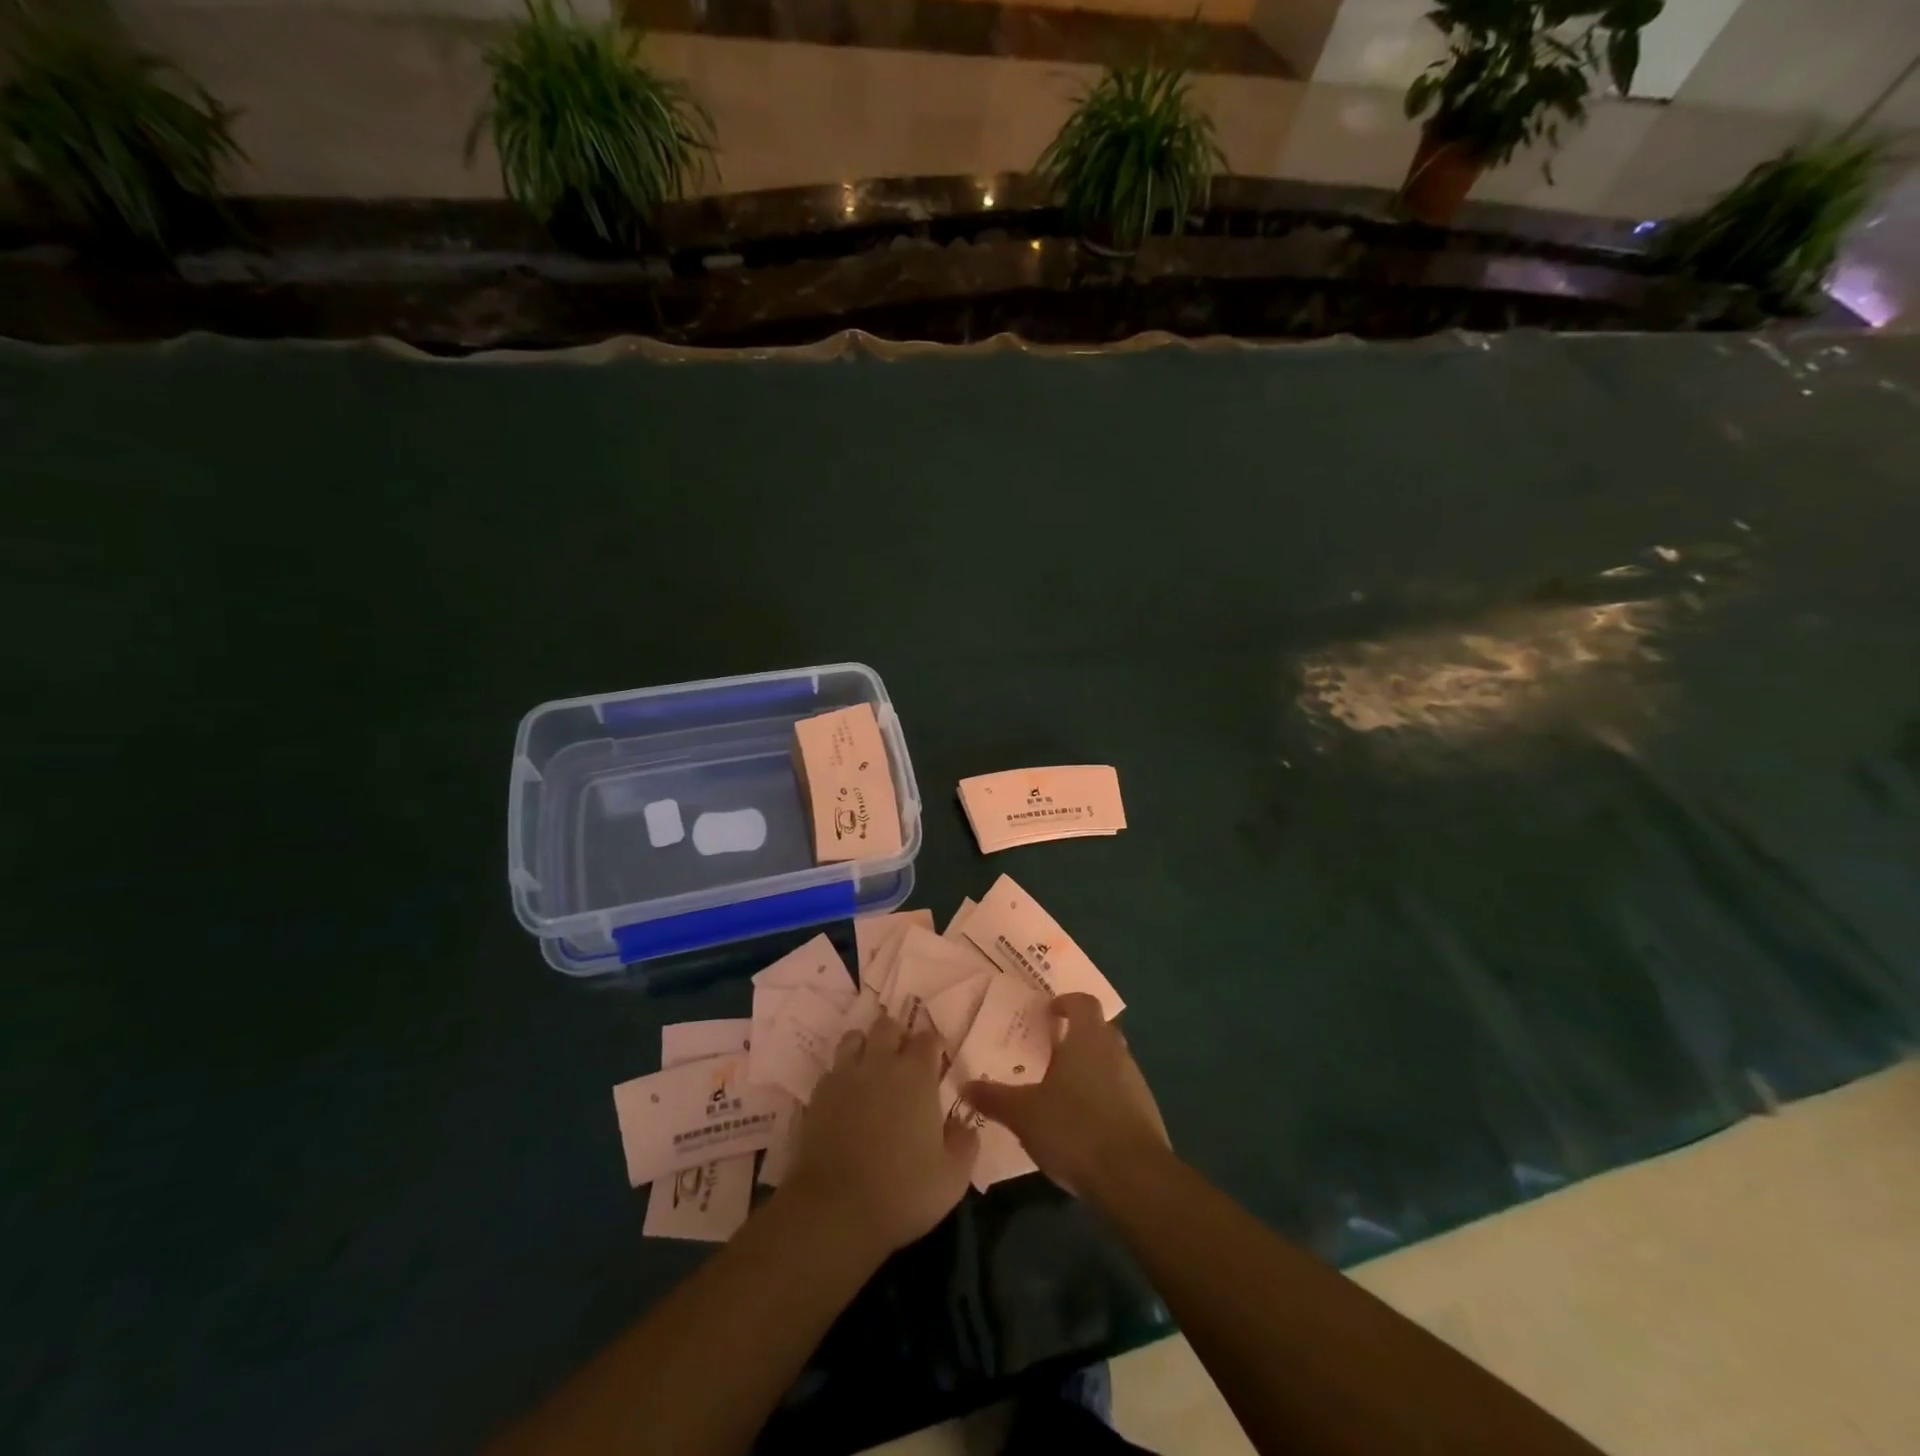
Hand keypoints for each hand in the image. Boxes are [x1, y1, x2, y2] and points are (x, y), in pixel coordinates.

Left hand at [783, 1013, 977, 1256]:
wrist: (835, 1211)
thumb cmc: (902, 1192)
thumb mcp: (952, 1177)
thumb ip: (965, 1143)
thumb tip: (964, 1124)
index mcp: (916, 1075)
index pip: (928, 1038)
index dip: (934, 1045)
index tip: (937, 1061)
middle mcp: (880, 1063)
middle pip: (888, 1026)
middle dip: (898, 1036)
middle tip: (904, 1061)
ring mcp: (845, 1076)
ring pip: (854, 1038)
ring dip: (866, 1046)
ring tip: (872, 1069)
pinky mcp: (817, 1095)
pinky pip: (832, 1069)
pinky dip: (842, 1074)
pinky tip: (847, 1096)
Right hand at [965, 993, 1168, 1197]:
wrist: (1135, 1178)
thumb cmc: (1075, 1129)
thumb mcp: (1024, 1114)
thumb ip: (995, 1098)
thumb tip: (965, 1085)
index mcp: (1088, 1038)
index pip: (1083, 1003)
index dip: (1066, 1003)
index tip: (1048, 1014)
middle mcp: (1116, 1052)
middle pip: (1098, 1031)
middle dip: (1076, 1038)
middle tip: (1048, 1053)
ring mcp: (1135, 1083)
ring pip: (1110, 1063)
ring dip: (1090, 1070)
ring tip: (1061, 1093)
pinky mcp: (1146, 1114)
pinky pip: (1120, 1094)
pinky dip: (1102, 1099)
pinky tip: (1082, 1125)